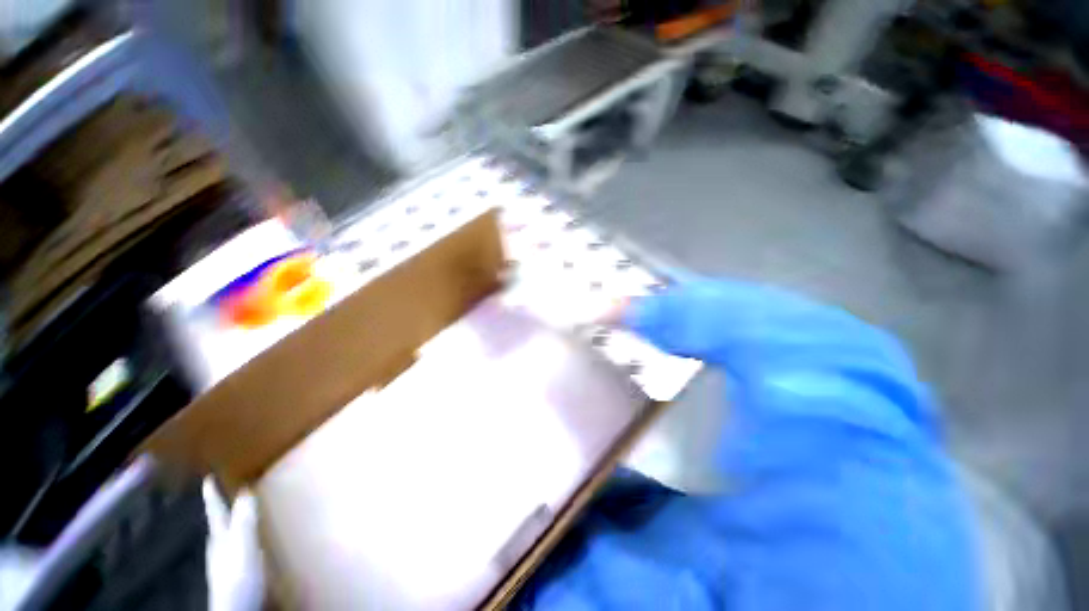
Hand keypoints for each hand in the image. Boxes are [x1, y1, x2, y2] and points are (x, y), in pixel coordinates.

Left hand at [204, 478, 263, 610]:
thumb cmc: (239, 576)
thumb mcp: (244, 545)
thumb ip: (244, 521)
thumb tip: (245, 490)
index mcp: (221, 537)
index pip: (216, 512)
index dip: (212, 496)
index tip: (207, 479)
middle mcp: (220, 547)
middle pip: (218, 525)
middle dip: (221, 510)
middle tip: (225, 495)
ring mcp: (225, 563)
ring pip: (225, 538)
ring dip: (231, 525)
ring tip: (239, 517)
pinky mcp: (234, 575)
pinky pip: (235, 550)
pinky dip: (239, 542)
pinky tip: (248, 547)